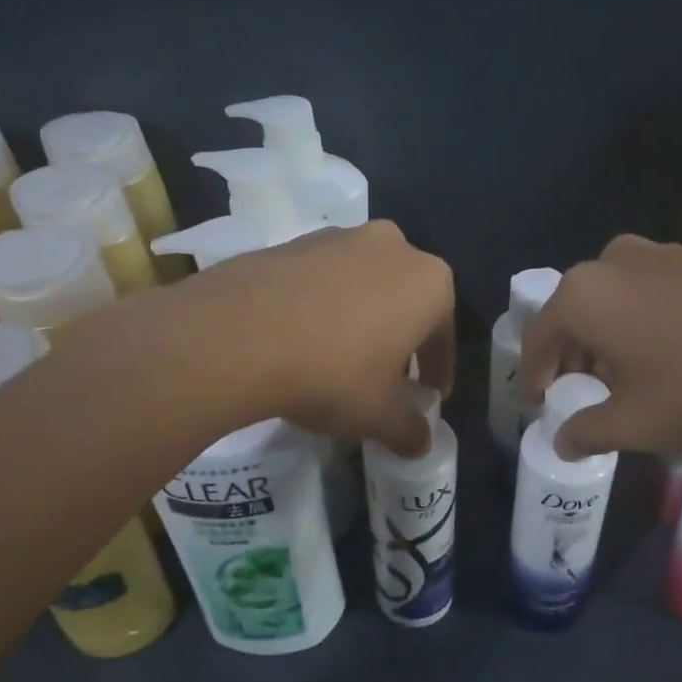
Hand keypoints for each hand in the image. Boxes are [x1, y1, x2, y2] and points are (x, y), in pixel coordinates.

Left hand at [177, 221, 455, 454]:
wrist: (238, 335)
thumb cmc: (332, 373)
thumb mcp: (378, 415)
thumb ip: (409, 430)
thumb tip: (421, 443)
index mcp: (429, 283)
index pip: (443, 335)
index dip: (437, 371)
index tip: (429, 396)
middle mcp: (393, 247)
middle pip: (405, 302)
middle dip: (400, 339)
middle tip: (386, 378)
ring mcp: (339, 238)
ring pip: (363, 285)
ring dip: (361, 318)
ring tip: (340, 357)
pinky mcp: (293, 241)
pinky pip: (322, 280)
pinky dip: (322, 306)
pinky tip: (302, 338)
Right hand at [518, 235, 681, 458]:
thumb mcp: (637, 424)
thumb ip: (586, 432)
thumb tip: (561, 441)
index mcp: (583, 295)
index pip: (538, 339)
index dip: (534, 377)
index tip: (539, 405)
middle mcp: (611, 261)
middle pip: (572, 315)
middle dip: (570, 358)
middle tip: (577, 396)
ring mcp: (658, 253)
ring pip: (609, 300)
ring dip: (604, 339)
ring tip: (620, 378)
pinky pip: (645, 291)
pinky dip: (637, 321)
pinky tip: (662, 354)